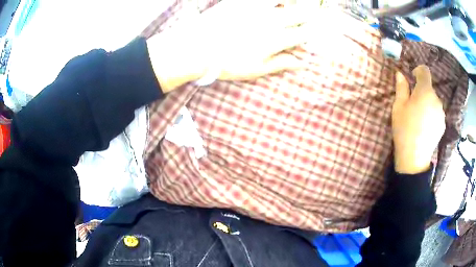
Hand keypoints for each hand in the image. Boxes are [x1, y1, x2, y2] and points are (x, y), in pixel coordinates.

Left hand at [146, 0, 316, 91]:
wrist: (196, 48)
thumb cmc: (227, 63)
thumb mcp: (256, 69)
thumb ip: (281, 63)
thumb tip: (303, 63)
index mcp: (276, 39)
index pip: (303, 33)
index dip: (311, 33)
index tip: (314, 33)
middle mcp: (271, 20)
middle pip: (298, 13)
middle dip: (308, 15)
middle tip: (312, 15)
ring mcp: (256, 8)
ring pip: (283, 1)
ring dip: (291, 3)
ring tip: (292, 7)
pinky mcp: (241, 2)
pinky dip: (271, 1)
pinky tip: (274, 3)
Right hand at [392, 65, 445, 173]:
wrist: (414, 158)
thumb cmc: (404, 129)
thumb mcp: (398, 106)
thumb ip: (401, 88)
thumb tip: (400, 74)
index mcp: (425, 91)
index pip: (425, 71)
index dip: (418, 71)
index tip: (412, 78)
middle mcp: (436, 99)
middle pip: (429, 88)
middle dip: (421, 91)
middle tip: (413, 104)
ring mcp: (441, 113)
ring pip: (433, 101)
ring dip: (427, 103)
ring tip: (419, 118)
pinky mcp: (443, 124)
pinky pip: (437, 112)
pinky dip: (431, 114)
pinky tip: (425, 126)